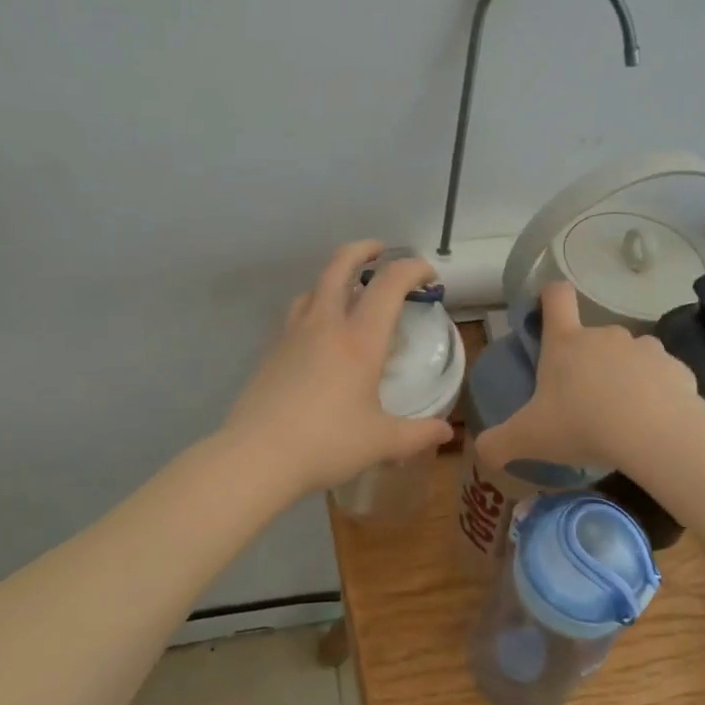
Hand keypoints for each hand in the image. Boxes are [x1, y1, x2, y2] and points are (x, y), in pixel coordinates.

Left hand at [224, 241, 455, 495]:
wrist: (257, 455)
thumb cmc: (327, 443)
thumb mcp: (381, 442)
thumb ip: (418, 434)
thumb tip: (446, 433)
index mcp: (360, 340)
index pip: (389, 284)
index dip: (413, 269)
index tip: (428, 276)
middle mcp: (326, 325)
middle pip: (340, 265)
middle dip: (364, 250)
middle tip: (380, 251)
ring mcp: (293, 334)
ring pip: (314, 287)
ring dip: (335, 277)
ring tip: (348, 292)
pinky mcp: (272, 350)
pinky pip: (296, 313)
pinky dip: (314, 306)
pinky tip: (317, 332)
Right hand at [475, 282, 698, 474]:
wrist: (654, 433)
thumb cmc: (581, 424)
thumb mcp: (527, 438)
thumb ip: (497, 443)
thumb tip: (481, 451)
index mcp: (565, 343)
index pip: (556, 297)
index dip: (550, 297)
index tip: (548, 312)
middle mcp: (605, 335)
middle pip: (592, 336)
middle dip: (588, 363)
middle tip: (584, 402)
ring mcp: (644, 348)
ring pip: (628, 356)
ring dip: (624, 377)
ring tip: (622, 415)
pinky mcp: (676, 368)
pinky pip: (661, 377)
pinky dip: (656, 394)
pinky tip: (653, 423)